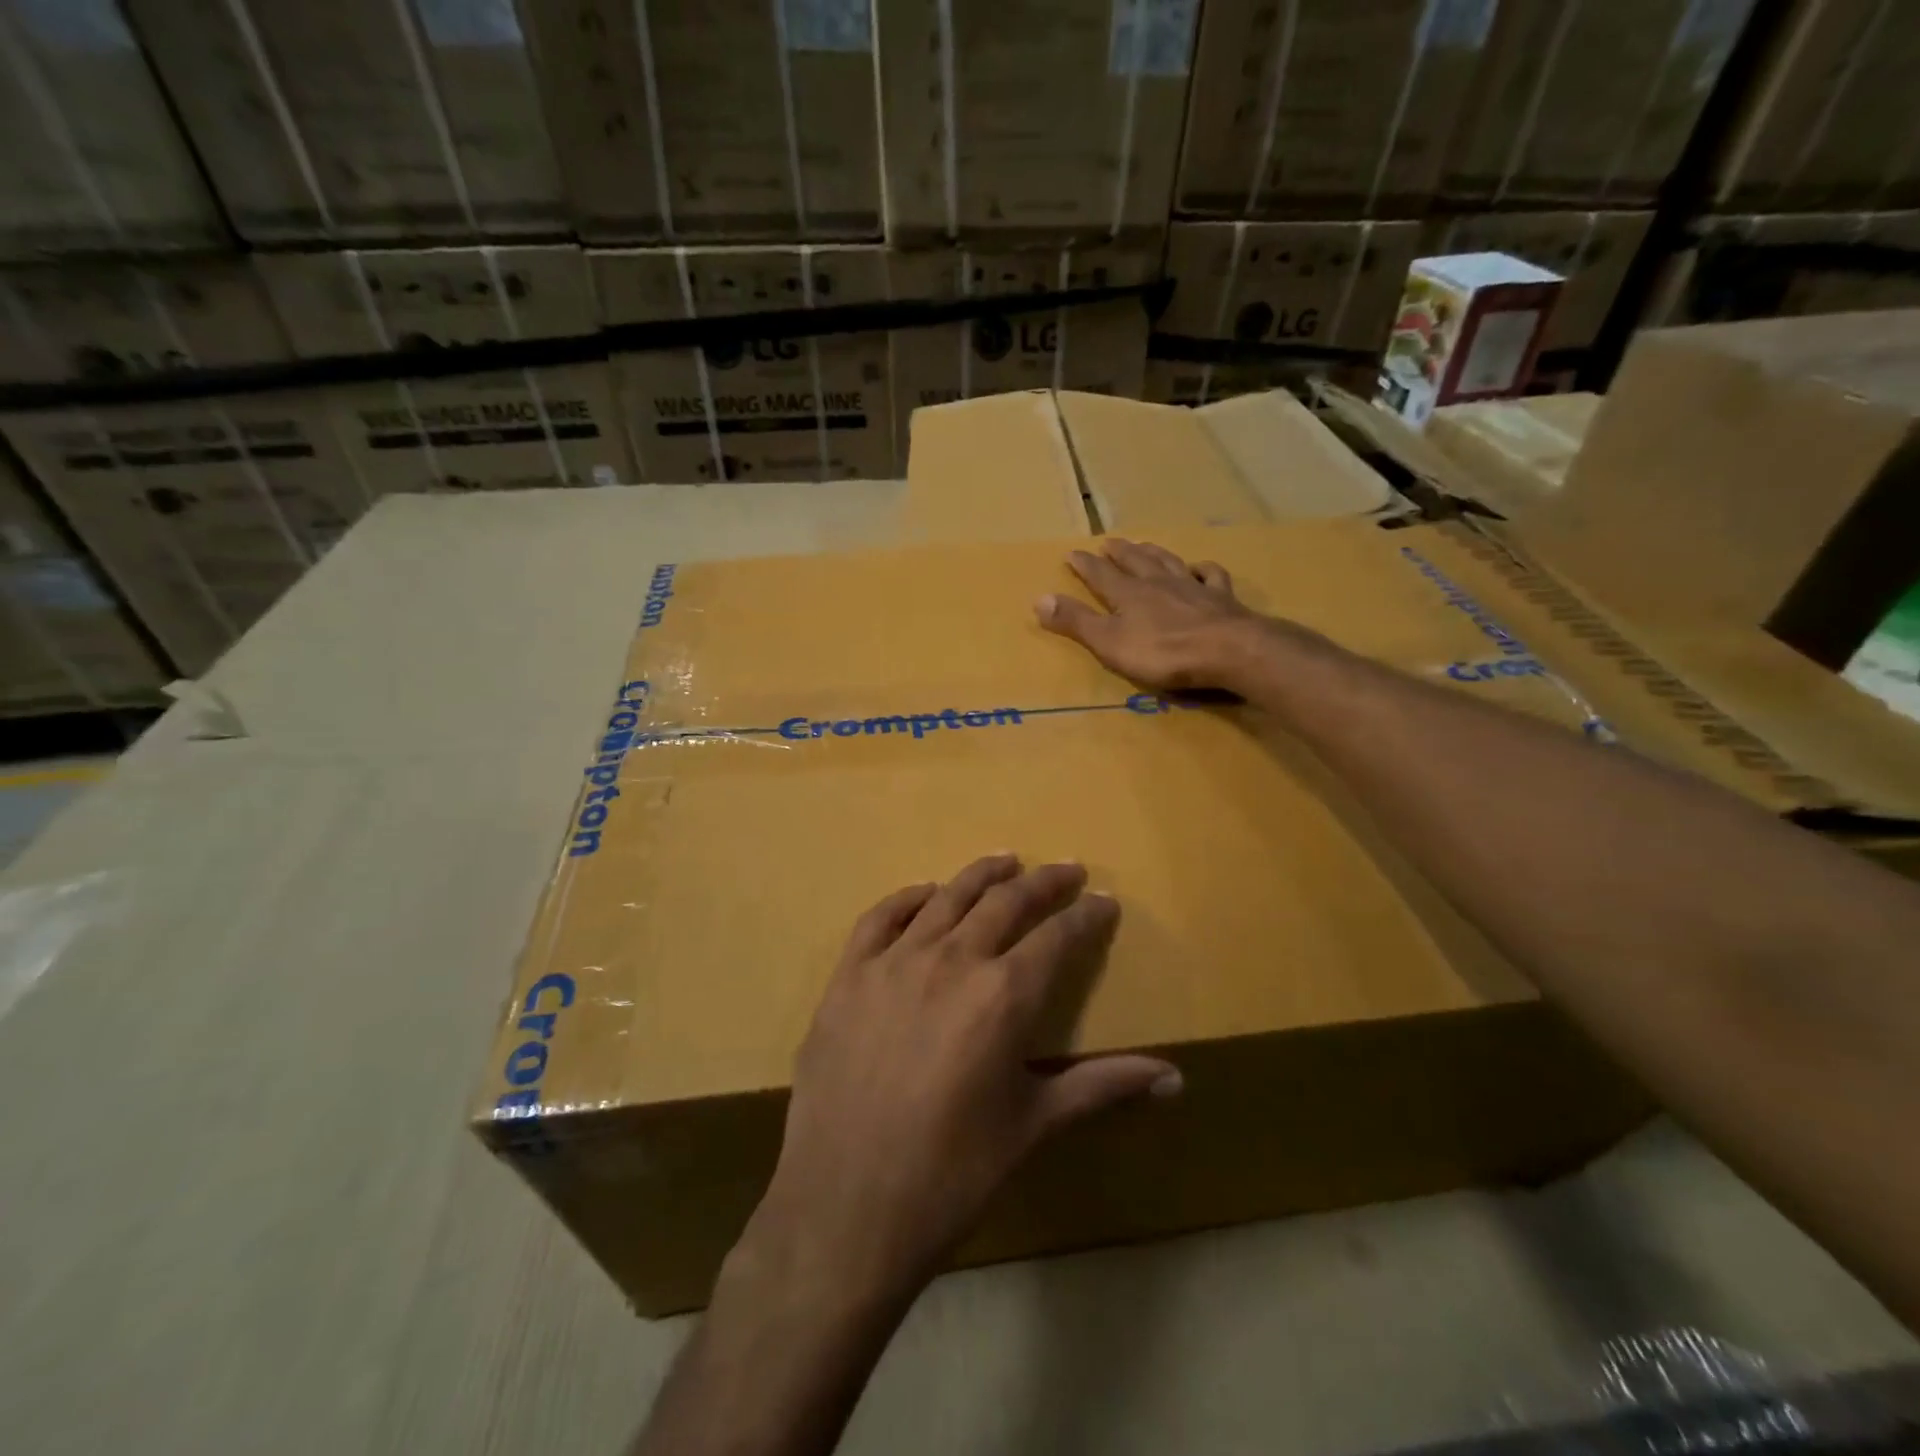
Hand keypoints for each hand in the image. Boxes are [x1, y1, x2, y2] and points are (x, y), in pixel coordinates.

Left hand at [741, 855, 1181, 1308]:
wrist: (845, 1210)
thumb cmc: (952, 1176)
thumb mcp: (1033, 1127)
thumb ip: (1103, 1088)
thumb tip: (1175, 1078)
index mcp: (1003, 996)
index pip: (1058, 937)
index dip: (1086, 916)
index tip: (1103, 901)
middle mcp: (951, 961)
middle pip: (1005, 902)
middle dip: (1042, 883)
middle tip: (1065, 871)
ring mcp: (893, 962)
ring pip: (947, 897)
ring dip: (981, 875)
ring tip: (1006, 861)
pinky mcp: (848, 976)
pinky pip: (881, 917)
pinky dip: (909, 897)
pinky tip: (926, 893)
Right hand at [1035, 538, 1299, 691]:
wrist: (1229, 651)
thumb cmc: (1164, 653)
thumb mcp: (1109, 643)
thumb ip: (1077, 622)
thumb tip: (1039, 598)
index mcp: (1129, 595)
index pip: (1101, 574)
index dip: (1085, 564)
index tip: (1072, 552)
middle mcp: (1159, 583)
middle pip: (1135, 562)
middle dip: (1119, 552)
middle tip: (1109, 541)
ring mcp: (1192, 588)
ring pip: (1168, 562)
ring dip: (1154, 552)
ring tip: (1144, 544)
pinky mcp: (1222, 599)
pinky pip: (1211, 576)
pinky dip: (1202, 569)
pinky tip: (1199, 567)